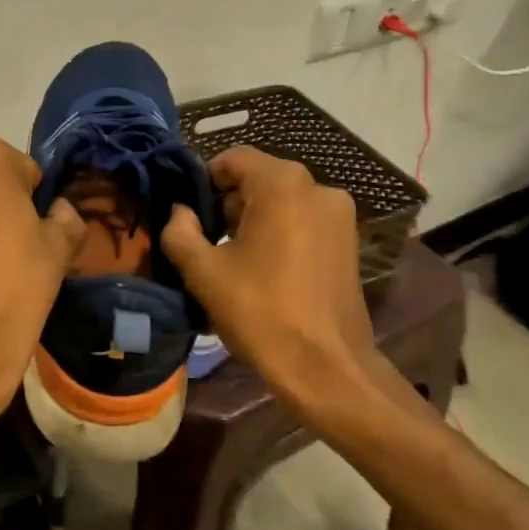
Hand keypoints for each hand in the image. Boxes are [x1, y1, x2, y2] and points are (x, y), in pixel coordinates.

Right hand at [162, 147, 417, 420]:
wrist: (329, 370)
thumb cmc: (261, 314)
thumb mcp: (204, 272)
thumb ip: (180, 231)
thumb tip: (179, 211)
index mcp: (282, 184)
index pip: (232, 159)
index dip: (204, 181)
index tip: (189, 215)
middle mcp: (317, 187)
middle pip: (258, 178)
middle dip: (228, 203)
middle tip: (207, 241)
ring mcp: (339, 214)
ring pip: (281, 200)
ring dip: (253, 219)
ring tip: (234, 259)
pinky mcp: (349, 241)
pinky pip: (303, 220)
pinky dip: (280, 232)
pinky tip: (266, 269)